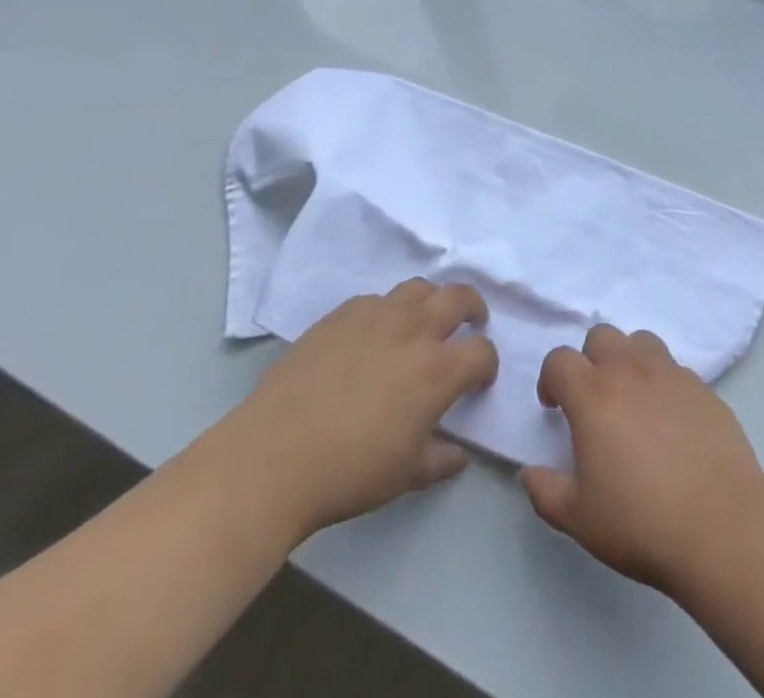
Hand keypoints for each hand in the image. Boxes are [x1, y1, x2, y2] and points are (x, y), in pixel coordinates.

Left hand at [231, 279, 498, 537]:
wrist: (275, 455)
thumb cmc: (350, 471)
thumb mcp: (407, 475)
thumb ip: (442, 459)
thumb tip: (460, 453)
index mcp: (438, 369)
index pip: (482, 351)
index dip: (488, 365)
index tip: (479, 381)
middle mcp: (415, 329)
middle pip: (460, 297)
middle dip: (473, 309)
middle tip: (470, 324)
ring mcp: (377, 314)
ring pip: (419, 288)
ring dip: (432, 302)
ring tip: (424, 323)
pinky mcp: (343, 313)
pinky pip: (377, 299)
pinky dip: (389, 311)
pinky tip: (374, 336)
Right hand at [521, 324, 763, 595]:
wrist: (722, 526)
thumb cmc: (641, 523)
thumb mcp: (579, 519)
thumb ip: (546, 491)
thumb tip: (529, 472)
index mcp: (593, 395)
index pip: (560, 360)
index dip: (551, 379)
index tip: (555, 408)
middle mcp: (630, 371)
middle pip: (601, 336)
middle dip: (590, 360)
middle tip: (594, 401)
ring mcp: (671, 374)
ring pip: (641, 341)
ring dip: (628, 360)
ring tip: (632, 400)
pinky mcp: (703, 388)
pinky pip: (674, 368)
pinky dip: (663, 382)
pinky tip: (670, 422)